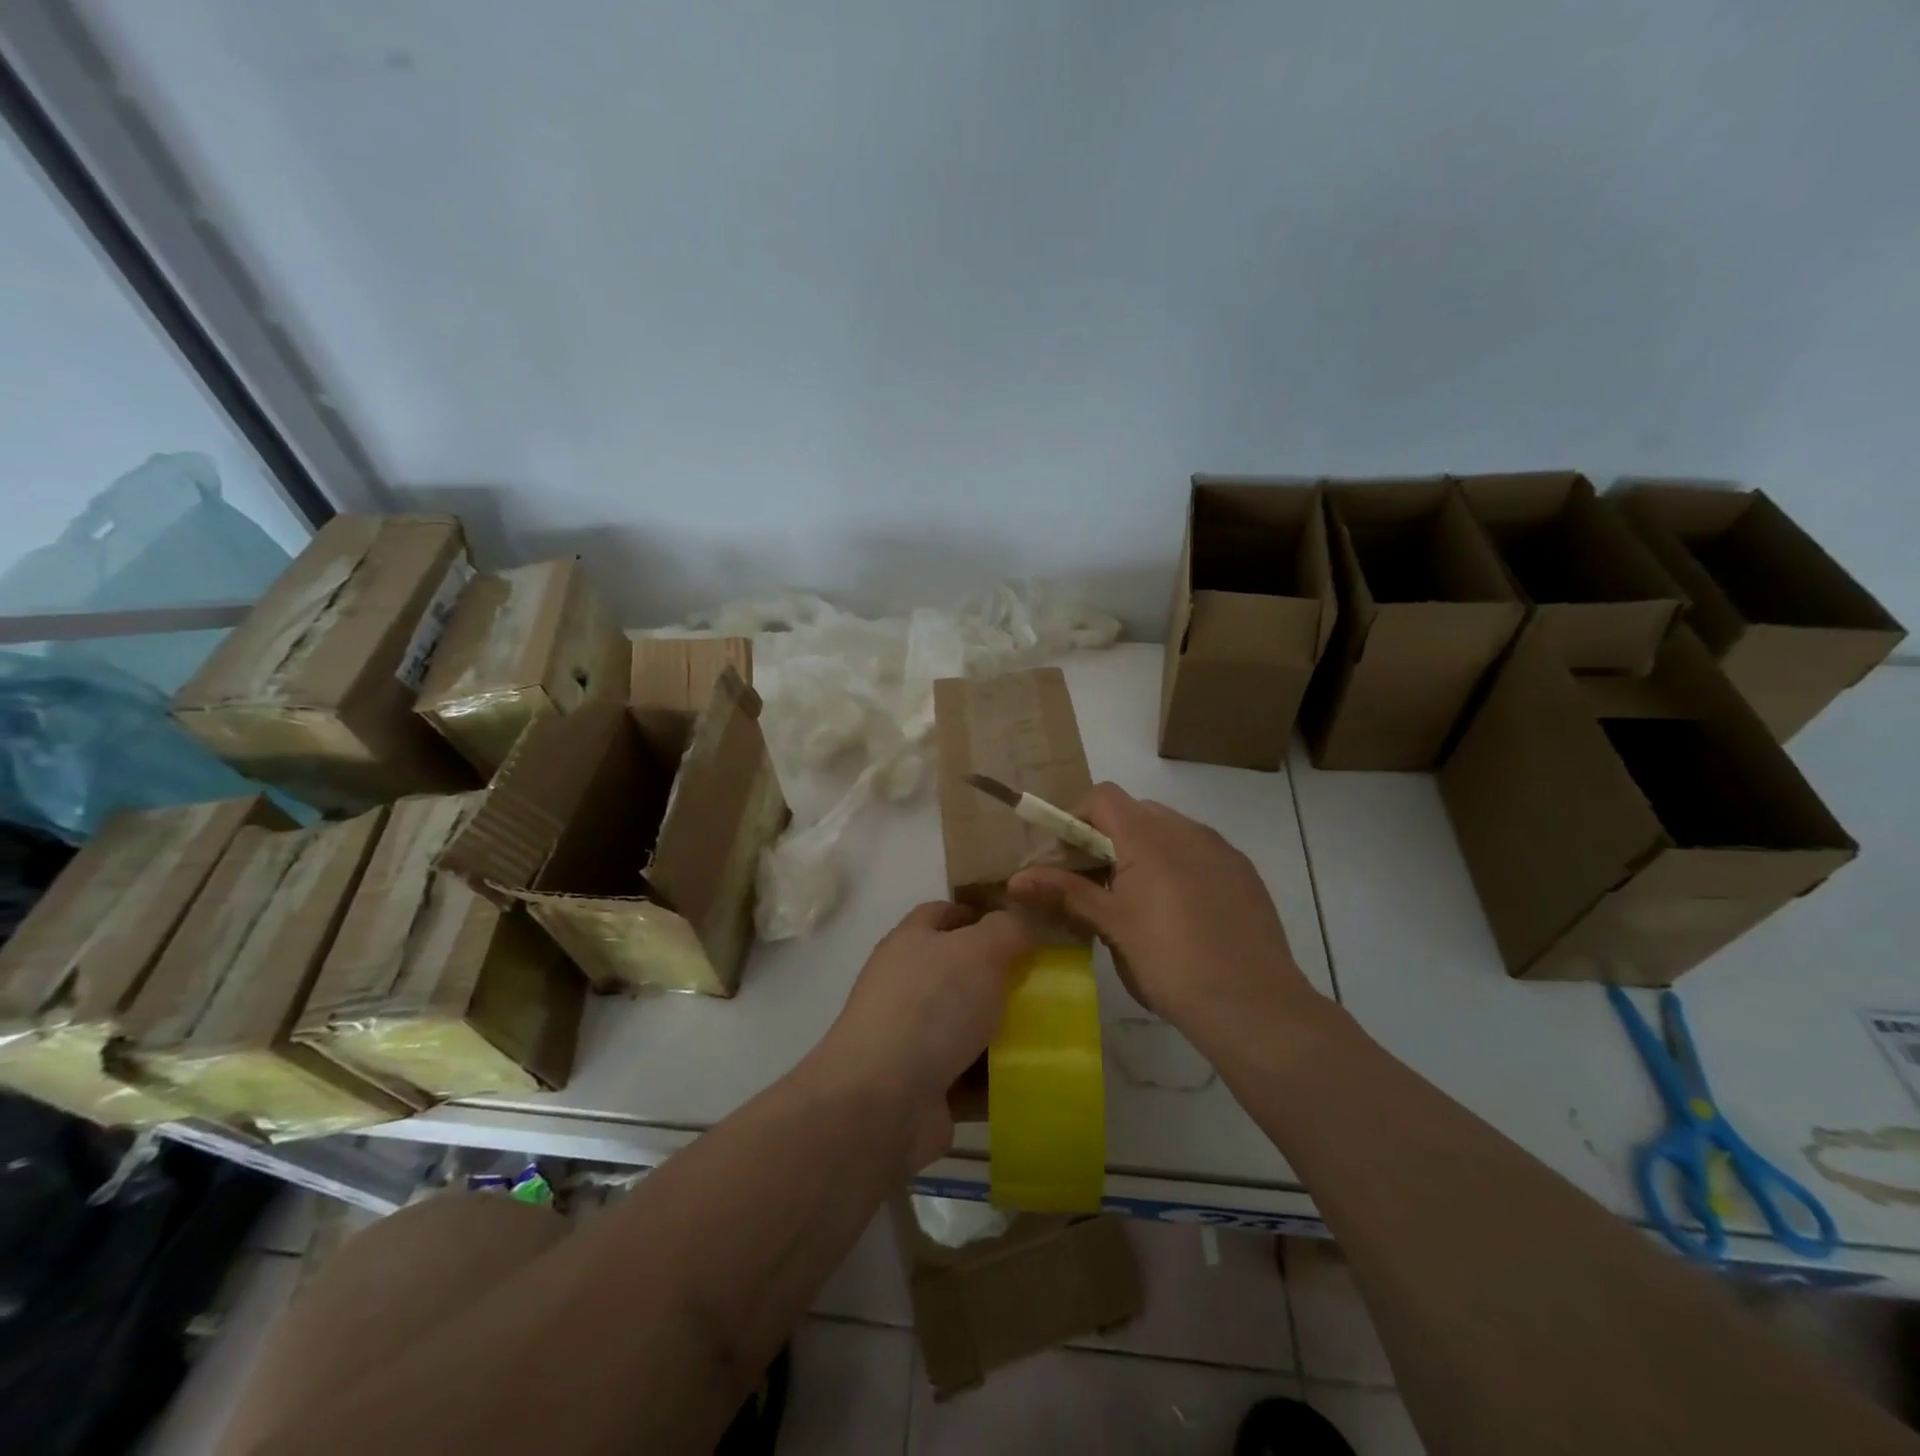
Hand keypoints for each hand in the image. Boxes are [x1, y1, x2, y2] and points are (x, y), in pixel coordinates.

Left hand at [814, 901, 1031, 1170]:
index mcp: (910, 943)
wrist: (883, 1102)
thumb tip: (1019, 925)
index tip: (1021, 928)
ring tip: (1049, 1032)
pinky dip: (996, 1079)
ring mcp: (910, 1040)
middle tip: (1045, 983)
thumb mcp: (979, 950)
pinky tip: (1032, 1077)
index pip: (943, 915)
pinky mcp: (922, 1088)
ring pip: (966, 1026)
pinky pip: (969, 1076)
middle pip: (958, 972)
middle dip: (999, 977)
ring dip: (1002, 1032)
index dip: (979, 915)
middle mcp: (905, 987)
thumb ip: (1006, 929)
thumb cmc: (931, 1007)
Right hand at [1008, 783, 1318, 1055]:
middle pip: (1135, 812)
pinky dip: (1175, 866)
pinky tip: (1177, 914)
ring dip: (1142, 851)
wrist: (1254, 1006)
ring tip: (1134, 901)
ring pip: (1168, 831)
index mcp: (1150, 836)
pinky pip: (1198, 852)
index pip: (1103, 797)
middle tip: (1092, 883)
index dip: (1075, 818)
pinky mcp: (1243, 873)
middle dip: (1106, 838)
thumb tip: (1016, 880)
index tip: (1064, 858)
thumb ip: (1064, 892)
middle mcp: (1187, 829)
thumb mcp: (1111, 926)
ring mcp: (1221, 849)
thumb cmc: (1170, 962)